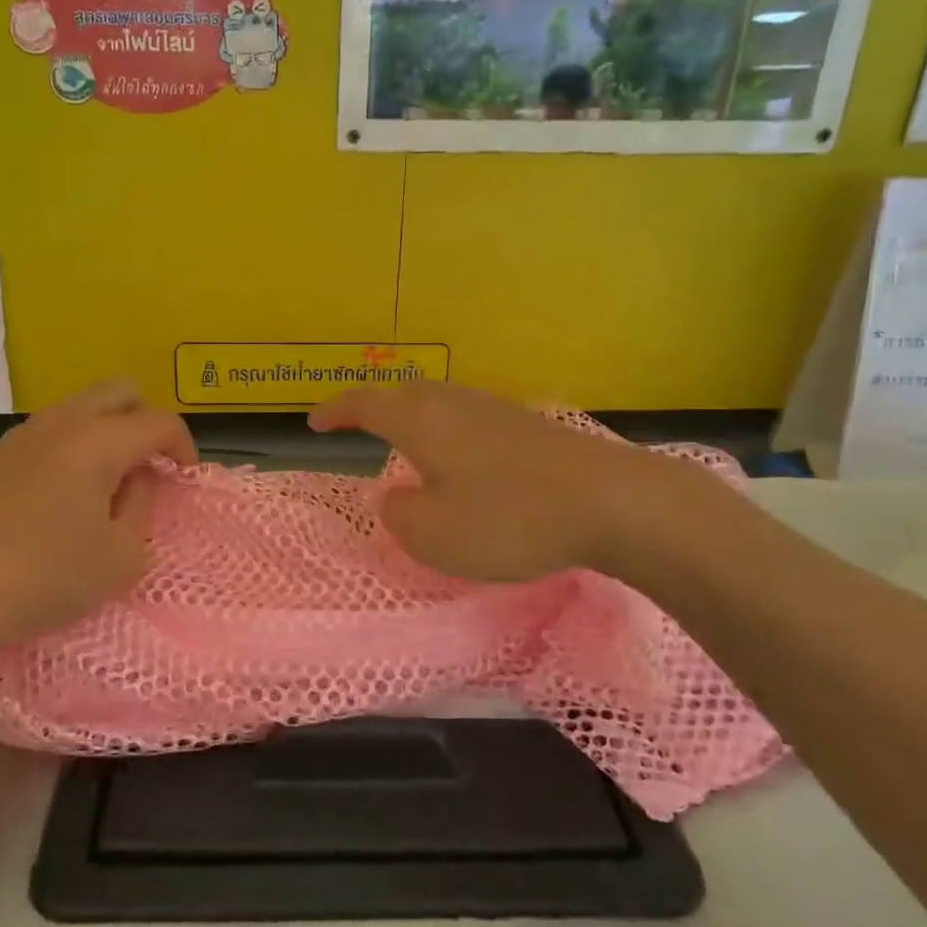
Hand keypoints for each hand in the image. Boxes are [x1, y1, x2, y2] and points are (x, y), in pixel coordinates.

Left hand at [0, 380, 196, 658]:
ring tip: (110, 480)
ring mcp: (26, 434)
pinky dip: (76, 443)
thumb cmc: (49, 576)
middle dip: (146, 420)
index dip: (183, 446)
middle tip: (149, 465)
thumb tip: (138, 478)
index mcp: (98, 441)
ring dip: (109, 429)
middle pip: (120, 391)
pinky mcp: (0, 454)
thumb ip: (143, 504)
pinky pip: (54, 428)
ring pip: (83, 405)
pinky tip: (67, 490)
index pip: (159, 422)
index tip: (185, 478)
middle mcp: (63, 422)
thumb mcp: (122, 554)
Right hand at [310, 381, 721, 588]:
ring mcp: (496, 410)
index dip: (335, 411)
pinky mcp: (529, 427)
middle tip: (357, 426)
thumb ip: (400, 514)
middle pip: (404, 393)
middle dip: (374, 407)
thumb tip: (394, 496)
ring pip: (440, 403)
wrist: (612, 502)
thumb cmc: (509, 518)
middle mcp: (455, 404)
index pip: (365, 404)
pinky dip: (448, 432)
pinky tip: (462, 460)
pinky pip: (469, 419)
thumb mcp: (434, 534)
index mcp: (421, 421)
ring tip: (405, 444)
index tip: (313, 423)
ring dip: (414, 418)